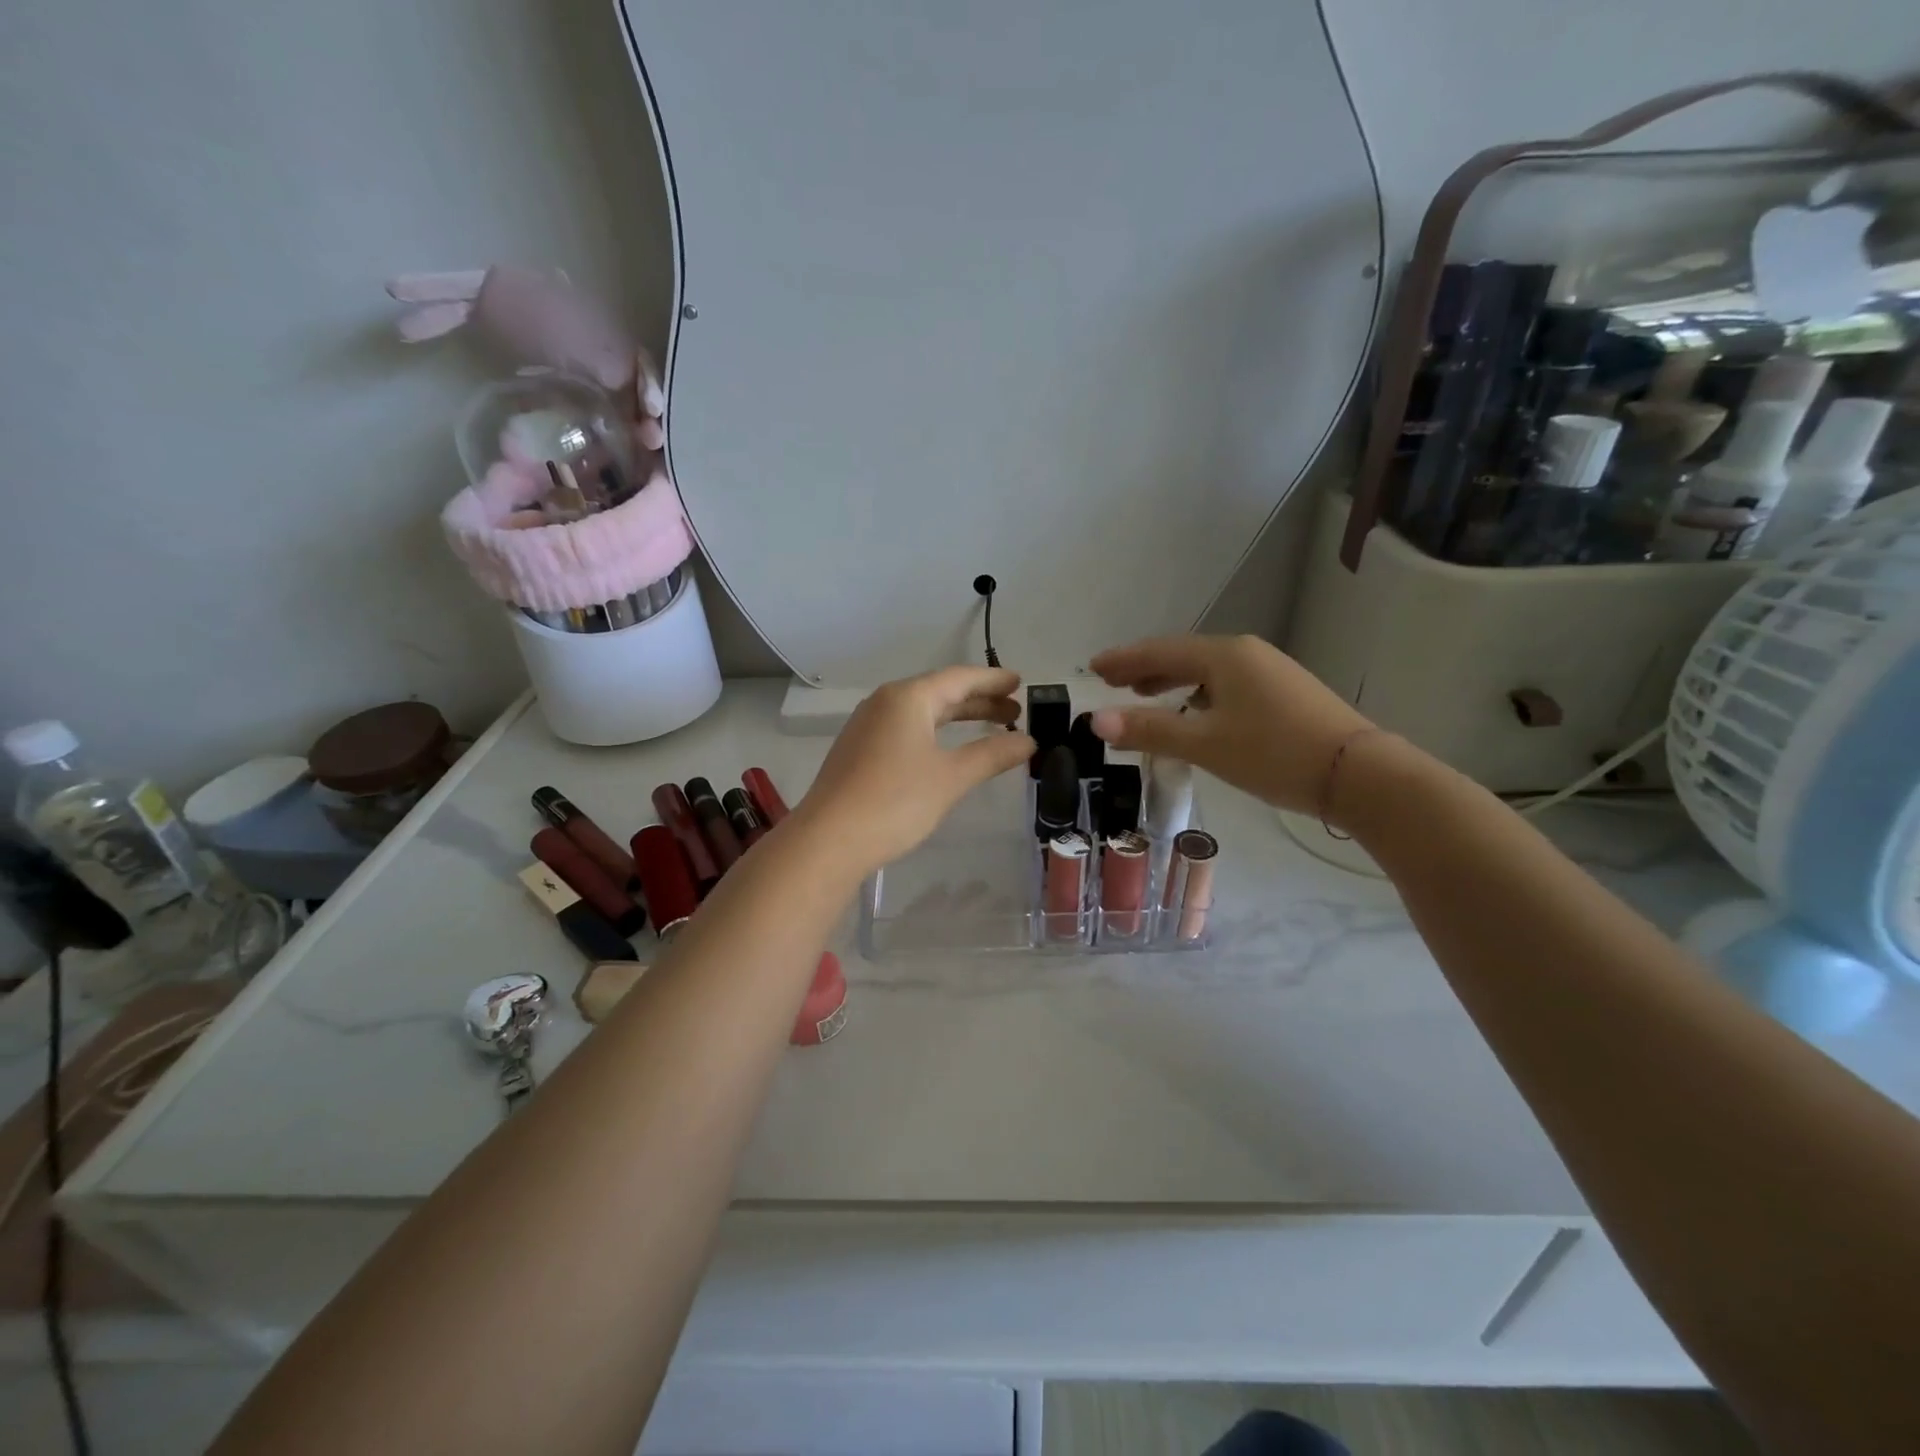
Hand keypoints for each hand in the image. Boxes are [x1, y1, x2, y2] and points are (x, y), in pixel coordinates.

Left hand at [794, 666, 1035, 874]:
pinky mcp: (859, 751)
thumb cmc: (895, 801)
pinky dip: (935, 733)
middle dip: (979, 701)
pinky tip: (948, 750)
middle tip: (1015, 712)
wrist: (829, 840)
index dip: (992, 680)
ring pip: (922, 713)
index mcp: (908, 698)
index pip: (959, 678)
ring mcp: (868, 726)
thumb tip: (1028, 741)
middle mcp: (885, 703)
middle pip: (940, 693)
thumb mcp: (952, 777)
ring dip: (958, 718)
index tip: (1019, 682)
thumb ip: (992, 755)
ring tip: (992, 728)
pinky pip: (906, 730)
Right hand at [1088, 635, 1373, 814]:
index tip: (1092, 666)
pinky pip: (1226, 683)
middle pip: (1183, 655)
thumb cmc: (1274, 753)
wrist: (1359, 774)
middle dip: (1145, 668)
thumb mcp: (1205, 744)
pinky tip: (1194, 711)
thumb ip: (1149, 730)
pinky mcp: (1283, 692)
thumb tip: (1095, 720)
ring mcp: (1269, 670)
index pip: (1159, 651)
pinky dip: (1198, 692)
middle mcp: (1246, 653)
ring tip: (1144, 694)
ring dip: (1171, 680)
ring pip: (1206, 670)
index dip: (1123, 659)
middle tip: (1112, 681)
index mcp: (1223, 655)